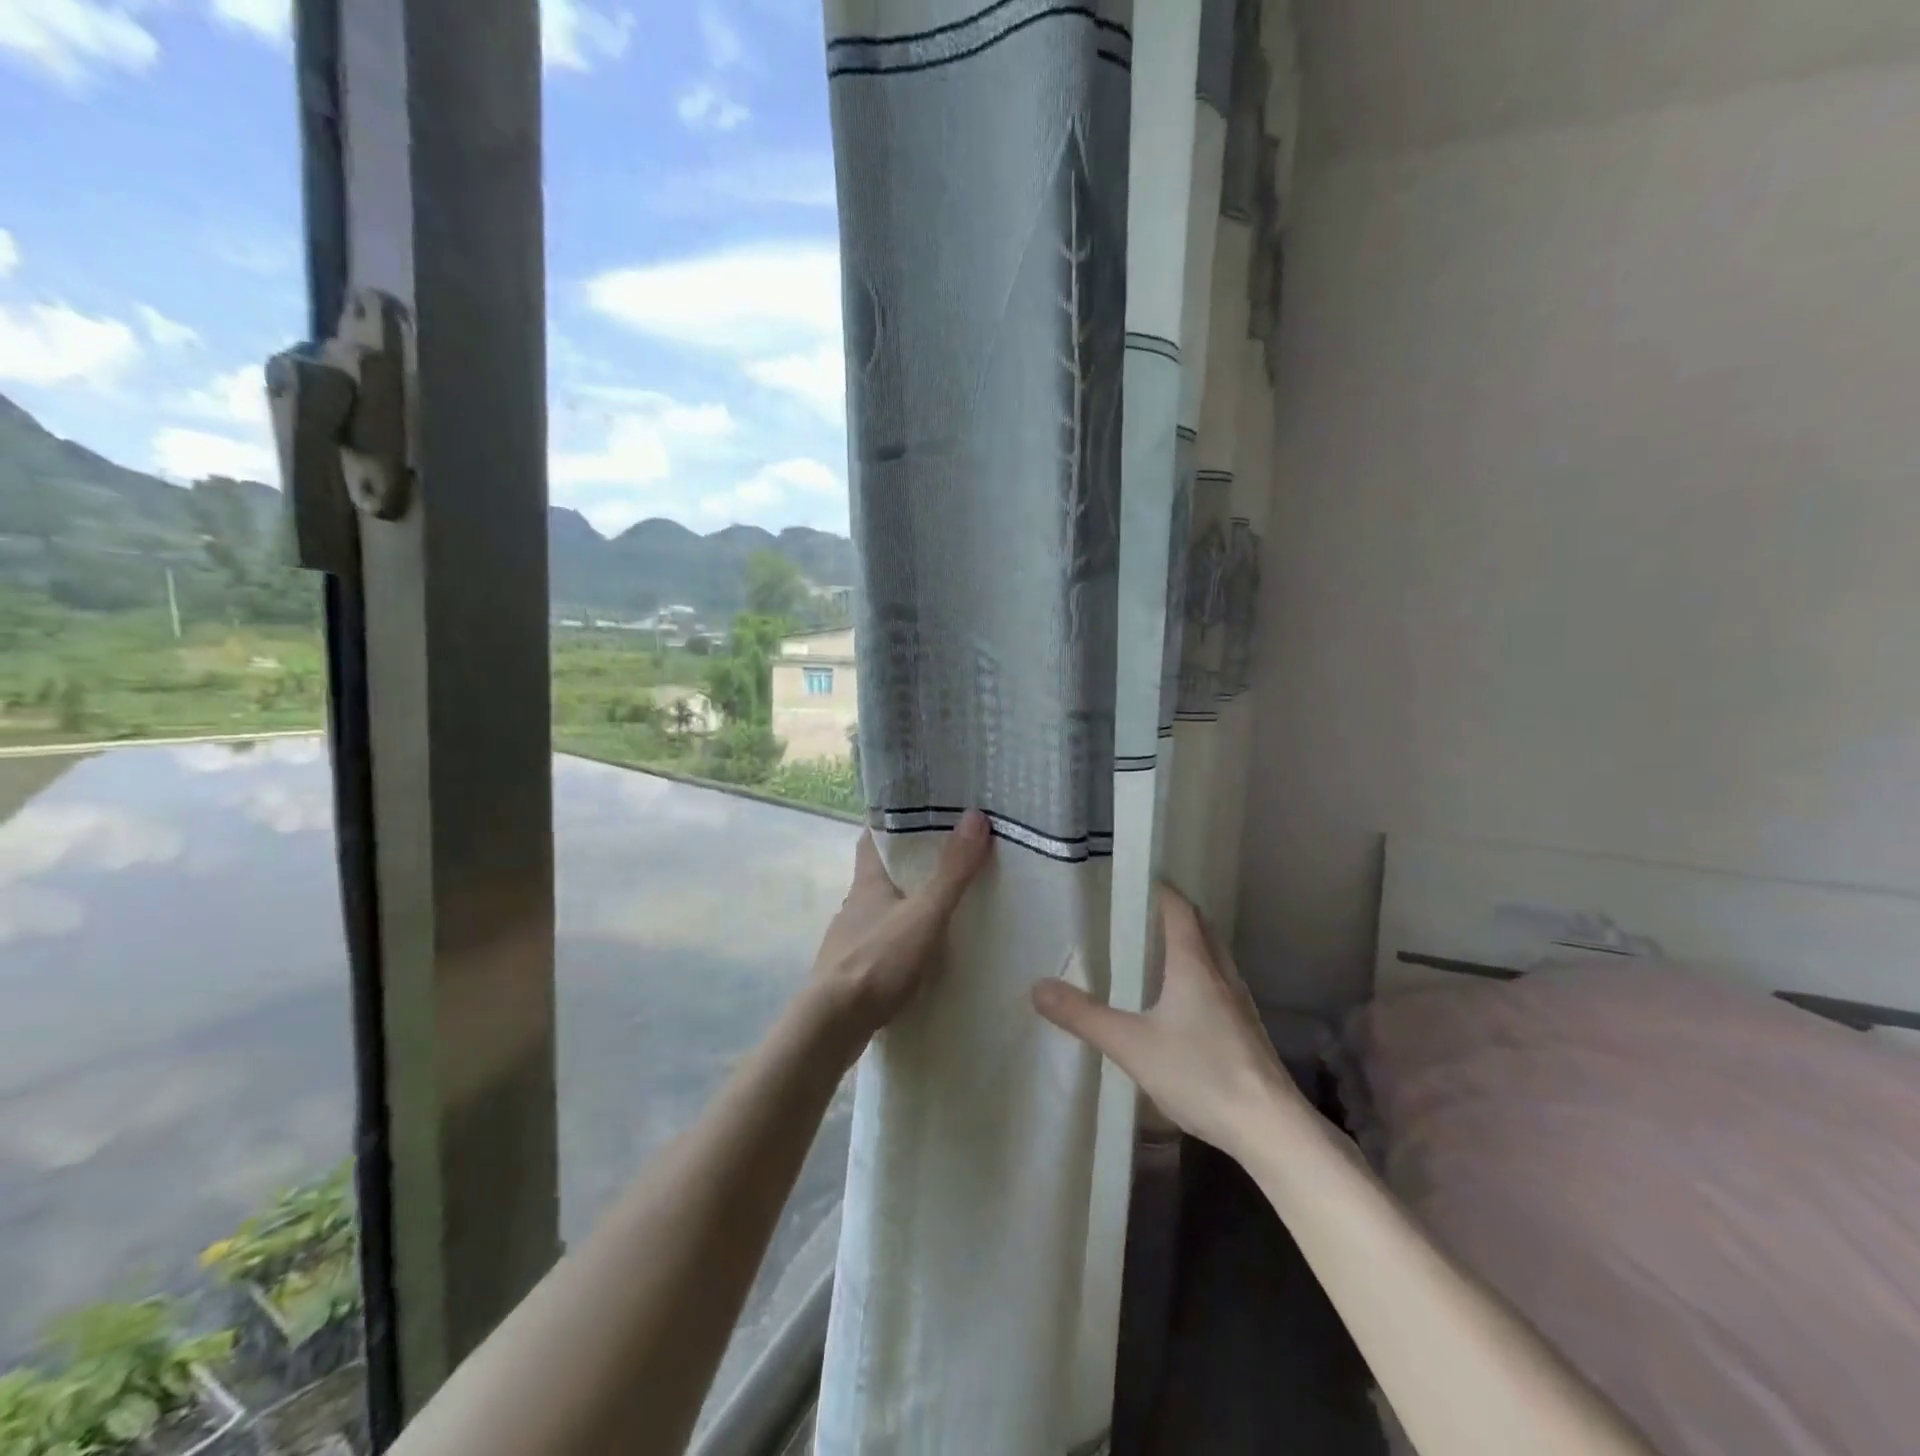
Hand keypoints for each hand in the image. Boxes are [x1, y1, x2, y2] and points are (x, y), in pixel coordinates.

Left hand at [809, 809, 992, 1045]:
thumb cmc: (877, 961)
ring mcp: (851, 939)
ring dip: (907, 903)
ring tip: (944, 902)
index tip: (918, 810)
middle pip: (881, 873)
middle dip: (909, 863)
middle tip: (948, 854)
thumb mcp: (924, 914)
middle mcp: (855, 904)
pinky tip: (923, 950)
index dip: (891, 821)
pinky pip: (883, 943)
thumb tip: (975, 816)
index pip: (873, 837)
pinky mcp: (853, 970)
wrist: (832, 1025)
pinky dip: (902, 939)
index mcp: (867, 882)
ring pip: (882, 909)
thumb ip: (951, 871)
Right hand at [1032, 883, 1298, 1158]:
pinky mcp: (1247, 1031)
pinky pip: (1220, 986)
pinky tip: (1183, 1004)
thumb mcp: (1131, 1045)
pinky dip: (1200, 977)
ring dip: (1190, 946)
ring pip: (1213, 958)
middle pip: (1200, 929)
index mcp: (1194, 965)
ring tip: (1157, 953)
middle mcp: (1221, 974)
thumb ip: (1084, 1016)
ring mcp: (1239, 1004)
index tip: (1135, 882)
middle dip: (1174, 915)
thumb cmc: (1200, 1073)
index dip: (1160, 891)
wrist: (1270, 1127)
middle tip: (1139, 914)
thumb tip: (1037, 987)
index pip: (1179, 910)